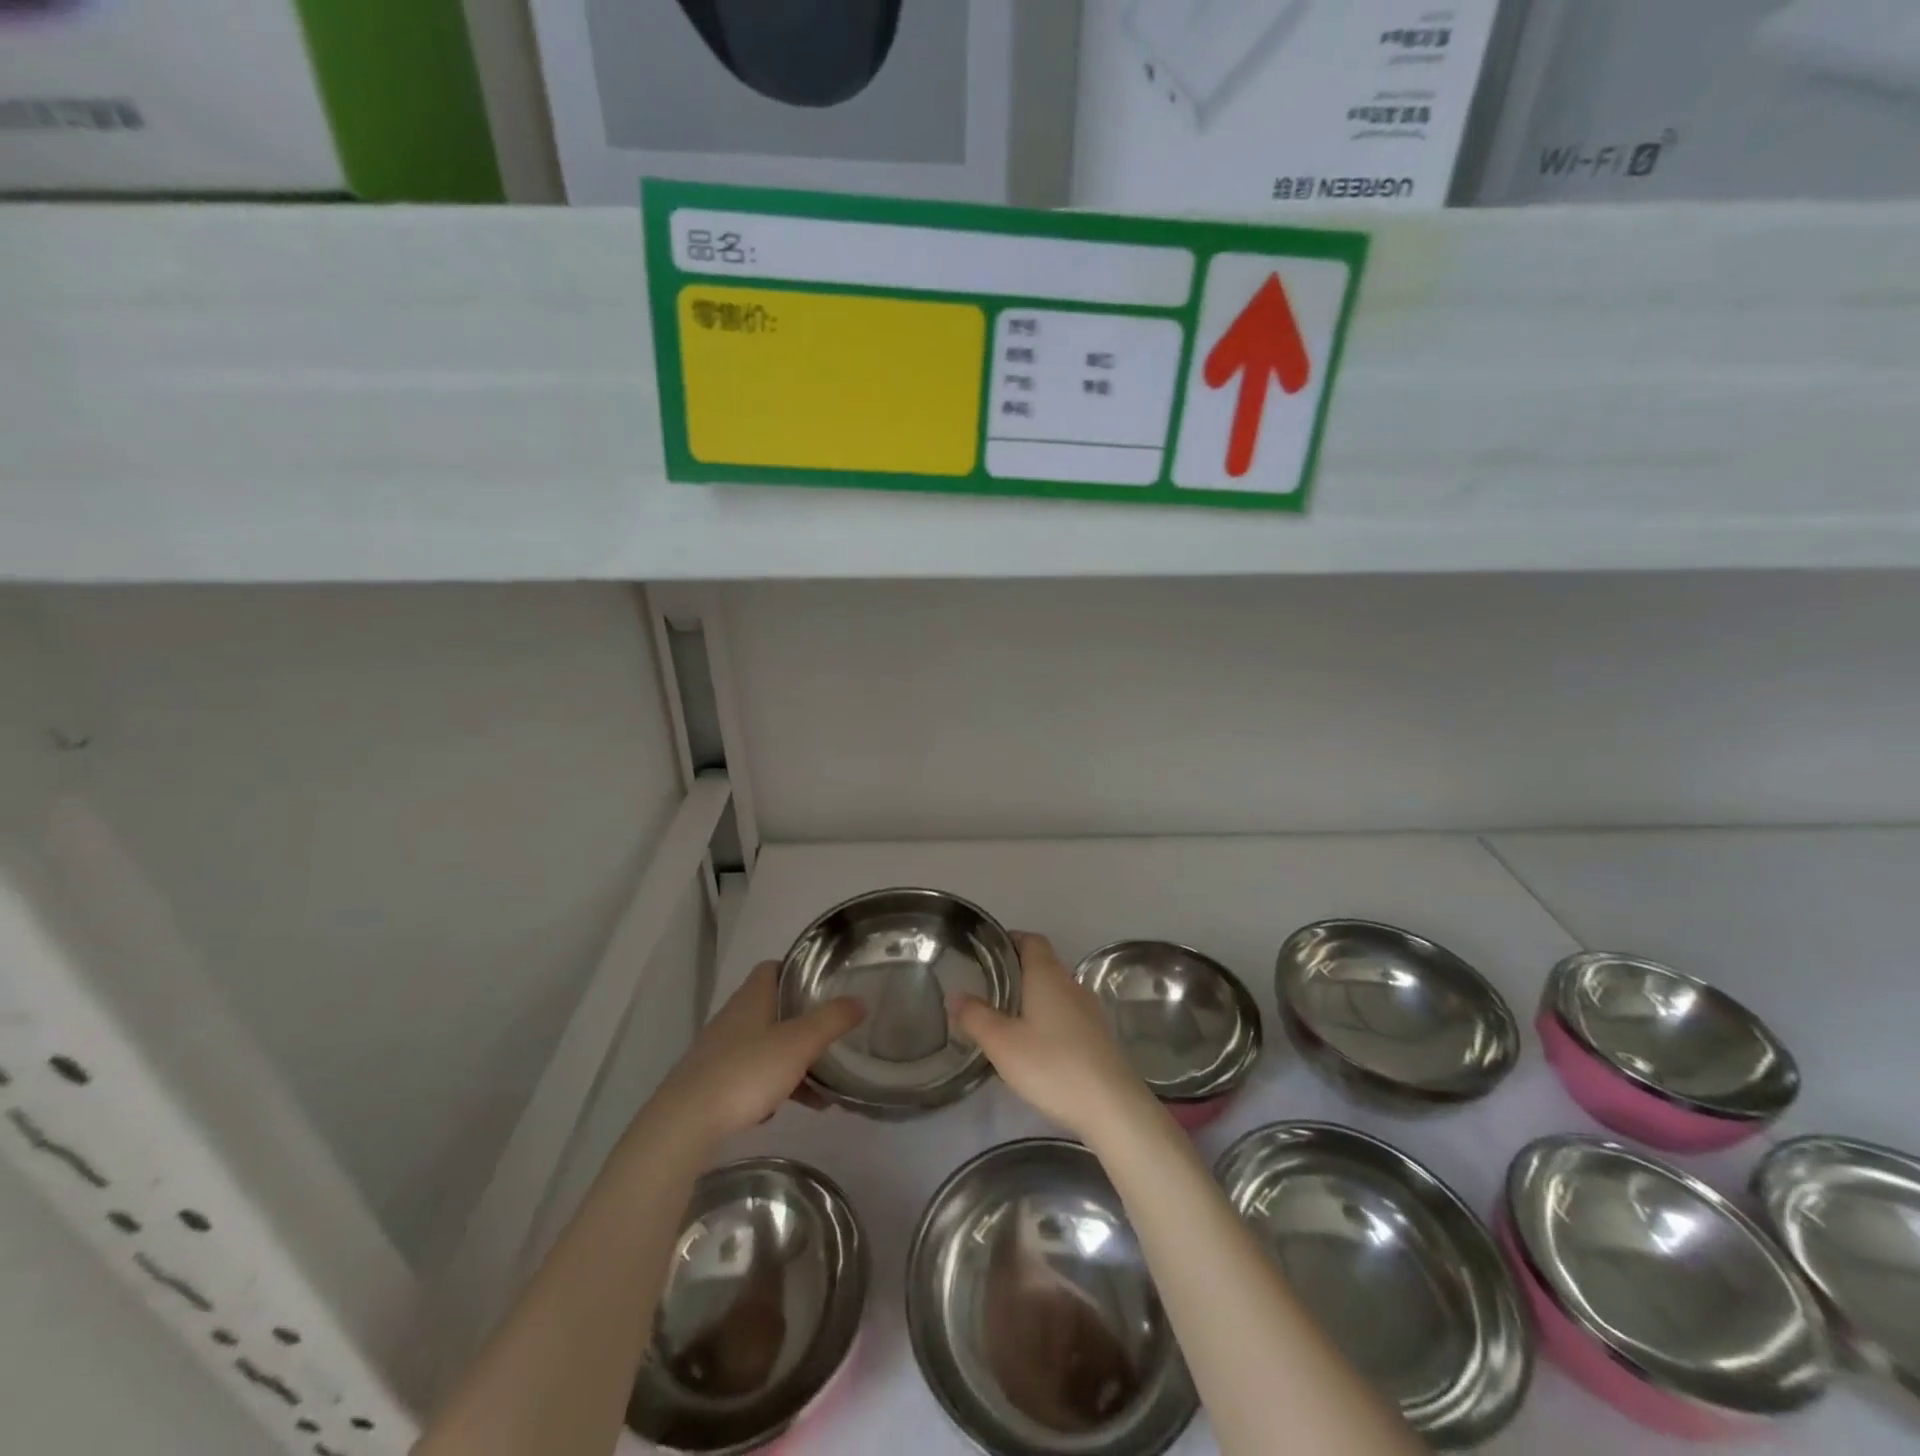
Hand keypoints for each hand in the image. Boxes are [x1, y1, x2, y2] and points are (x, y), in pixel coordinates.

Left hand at [655, 961, 863, 1143]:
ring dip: (791, 1061)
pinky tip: (784, 1108)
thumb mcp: (799, 1043)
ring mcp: (719, 1051)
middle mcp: (733, 1017)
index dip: (797, 971)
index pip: (773, 968)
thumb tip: (860, 1001)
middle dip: (801, 1022)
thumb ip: (832, 1020)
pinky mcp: (712, 1083)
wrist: (685, 1123)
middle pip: (772, 1008)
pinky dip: (771, 1086)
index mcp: (752, 997)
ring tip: (820, 1089)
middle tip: (829, 1036)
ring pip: (763, 1045)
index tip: (823, 984)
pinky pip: (750, 1075)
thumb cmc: (746, 1071)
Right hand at [951, 932, 1158, 1144]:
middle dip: (1017, 970)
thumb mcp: (1002, 1043)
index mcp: (1047, 975)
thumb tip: (954, 994)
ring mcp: (1089, 1010)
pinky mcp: (1098, 1036)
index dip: (1010, 940)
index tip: (987, 952)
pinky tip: (1035, 1044)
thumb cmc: (1052, 1065)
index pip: (1031, 940)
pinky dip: (1048, 1018)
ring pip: (1056, 990)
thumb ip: (975, 1016)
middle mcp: (1071, 984)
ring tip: (1006, 1016)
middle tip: (987, 986)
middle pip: (1043, 963)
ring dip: (1033, 996)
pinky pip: (1067, 1014)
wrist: (1112, 1106)